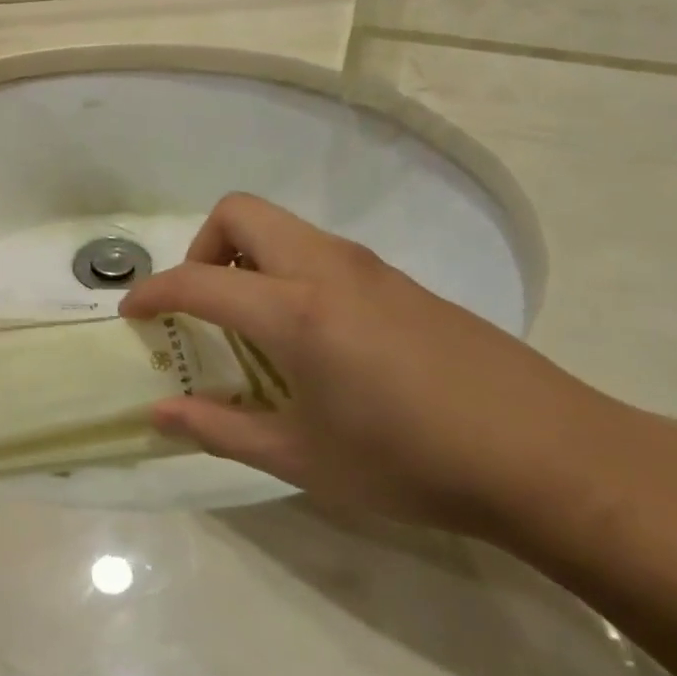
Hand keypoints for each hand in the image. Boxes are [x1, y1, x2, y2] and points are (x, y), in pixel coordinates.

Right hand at [120, 194, 635, 535]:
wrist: (545, 454)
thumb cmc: (410, 462)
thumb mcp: (302, 458)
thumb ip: (220, 429)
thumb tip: (158, 415)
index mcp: (294, 310)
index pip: (197, 281)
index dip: (152, 293)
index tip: (131, 315)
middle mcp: (325, 268)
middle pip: (239, 213)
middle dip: (202, 249)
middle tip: (201, 308)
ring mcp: (368, 267)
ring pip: (282, 227)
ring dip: (247, 258)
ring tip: (252, 328)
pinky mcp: (399, 279)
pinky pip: (319, 251)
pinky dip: (287, 271)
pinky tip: (312, 338)